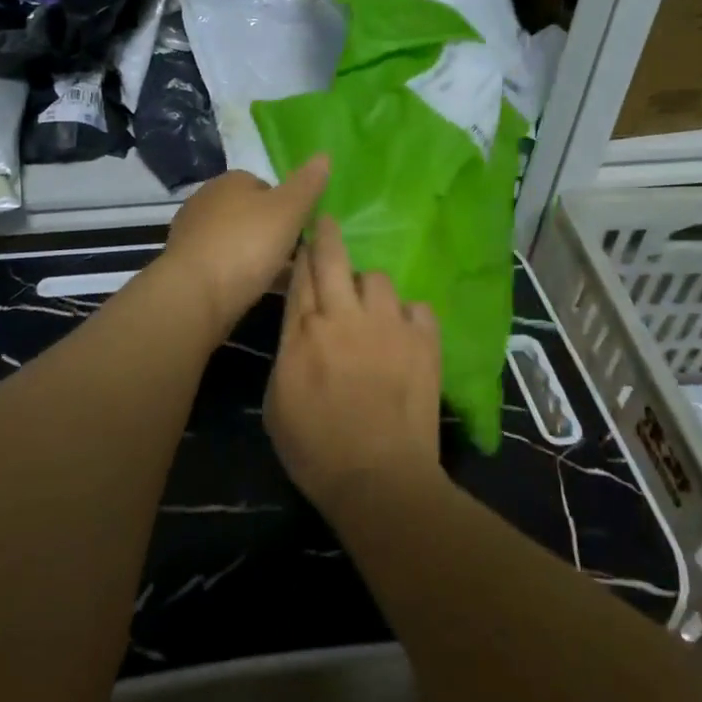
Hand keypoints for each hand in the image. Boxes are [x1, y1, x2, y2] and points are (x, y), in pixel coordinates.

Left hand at [160, 157, 330, 334]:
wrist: (195, 294)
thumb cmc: (246, 245)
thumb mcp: (288, 211)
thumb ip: (307, 185)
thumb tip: (324, 155)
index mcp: (229, 181)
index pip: (266, 185)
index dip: (288, 206)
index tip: (302, 229)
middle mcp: (206, 201)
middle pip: (251, 214)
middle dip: (272, 232)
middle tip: (295, 255)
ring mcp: (193, 235)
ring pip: (237, 241)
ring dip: (257, 256)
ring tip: (281, 277)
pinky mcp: (187, 266)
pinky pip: (223, 265)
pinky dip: (240, 274)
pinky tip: (256, 290)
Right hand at [264, 215, 443, 512]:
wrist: (378, 476)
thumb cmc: (315, 449)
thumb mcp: (277, 402)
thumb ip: (289, 352)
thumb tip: (301, 327)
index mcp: (303, 333)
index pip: (300, 276)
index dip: (301, 253)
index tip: (303, 239)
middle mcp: (344, 317)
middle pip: (333, 259)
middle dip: (327, 236)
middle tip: (327, 224)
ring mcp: (388, 325)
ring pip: (377, 279)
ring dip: (368, 288)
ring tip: (370, 309)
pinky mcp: (424, 341)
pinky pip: (417, 307)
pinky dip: (407, 315)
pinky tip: (403, 332)